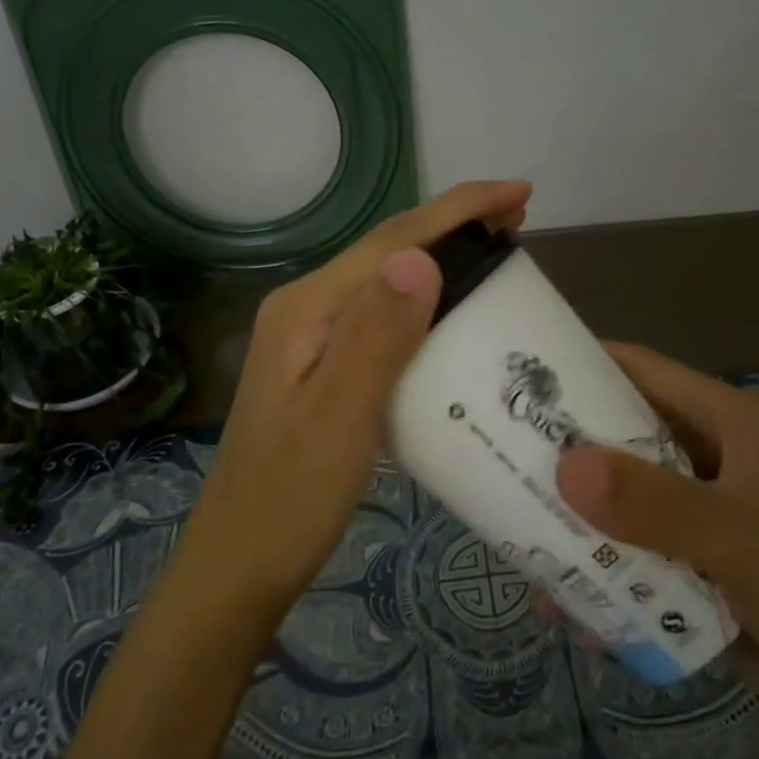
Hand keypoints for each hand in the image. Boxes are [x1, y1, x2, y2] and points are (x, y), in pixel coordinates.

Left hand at [183, 181, 532, 616]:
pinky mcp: (322, 365)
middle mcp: (306, 308)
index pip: (392, 239)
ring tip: (497, 253)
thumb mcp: (340, 418)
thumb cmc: (290, 500)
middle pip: (388, 250)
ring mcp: (311, 337)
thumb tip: (420, 257)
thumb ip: (376, 336)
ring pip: (386, 280)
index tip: (520, 193)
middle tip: (518, 220)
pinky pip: (382, 315)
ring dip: (442, 258)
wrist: (238, 565)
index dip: (458, 209)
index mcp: (308, 307)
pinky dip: (425, 301)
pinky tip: (451, 314)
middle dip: (454, 225)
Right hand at [554, 343, 758, 756]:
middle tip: (498, 458)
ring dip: (574, 523)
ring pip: (617, 502)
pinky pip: (630, 557)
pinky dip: (599, 576)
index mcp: (724, 424)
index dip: (581, 364)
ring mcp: (697, 515)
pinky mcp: (692, 567)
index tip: (518, 373)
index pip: (640, 371)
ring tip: (516, 542)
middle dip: (563, 451)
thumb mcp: (740, 538)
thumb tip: (565, 466)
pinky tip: (566, 607)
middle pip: (618, 438)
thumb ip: (655, 504)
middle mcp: (705, 459)